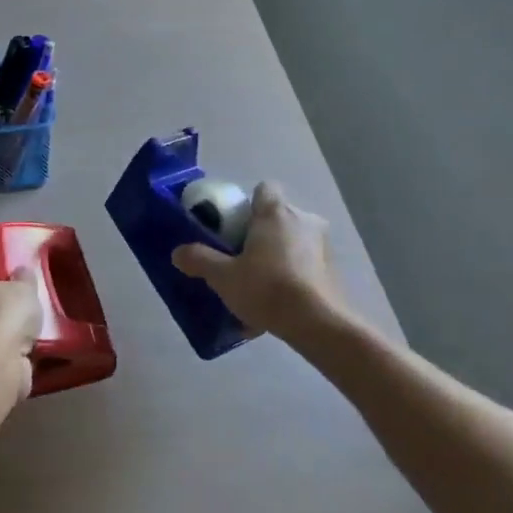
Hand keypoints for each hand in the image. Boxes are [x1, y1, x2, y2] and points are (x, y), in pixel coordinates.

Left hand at [0, 267, 44, 395]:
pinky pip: (6, 358)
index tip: (26, 283)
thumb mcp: (23, 286)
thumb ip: (25, 278)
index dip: (6, 278)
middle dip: (12, 311)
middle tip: (37, 311)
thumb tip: (22, 272)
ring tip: (44, 335)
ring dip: (18, 338)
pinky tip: (39, 356)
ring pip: (0, 336)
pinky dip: (20, 358)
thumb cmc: (4, 314)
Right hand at [172, 182, 345, 336]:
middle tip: (241, 257)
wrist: (320, 324)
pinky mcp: (335, 270)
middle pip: (278, 216)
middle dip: (261, 233)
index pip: (264, 189)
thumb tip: (178, 253)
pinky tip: (278, 304)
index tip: (235, 225)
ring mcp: (324, 245)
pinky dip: (293, 276)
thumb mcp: (223, 277)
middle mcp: (304, 220)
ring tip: (260, 285)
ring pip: (294, 241)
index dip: (249, 203)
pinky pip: (306, 265)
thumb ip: (200, 260)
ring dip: (279, 255)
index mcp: (276, 213)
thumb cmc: (268, 288)